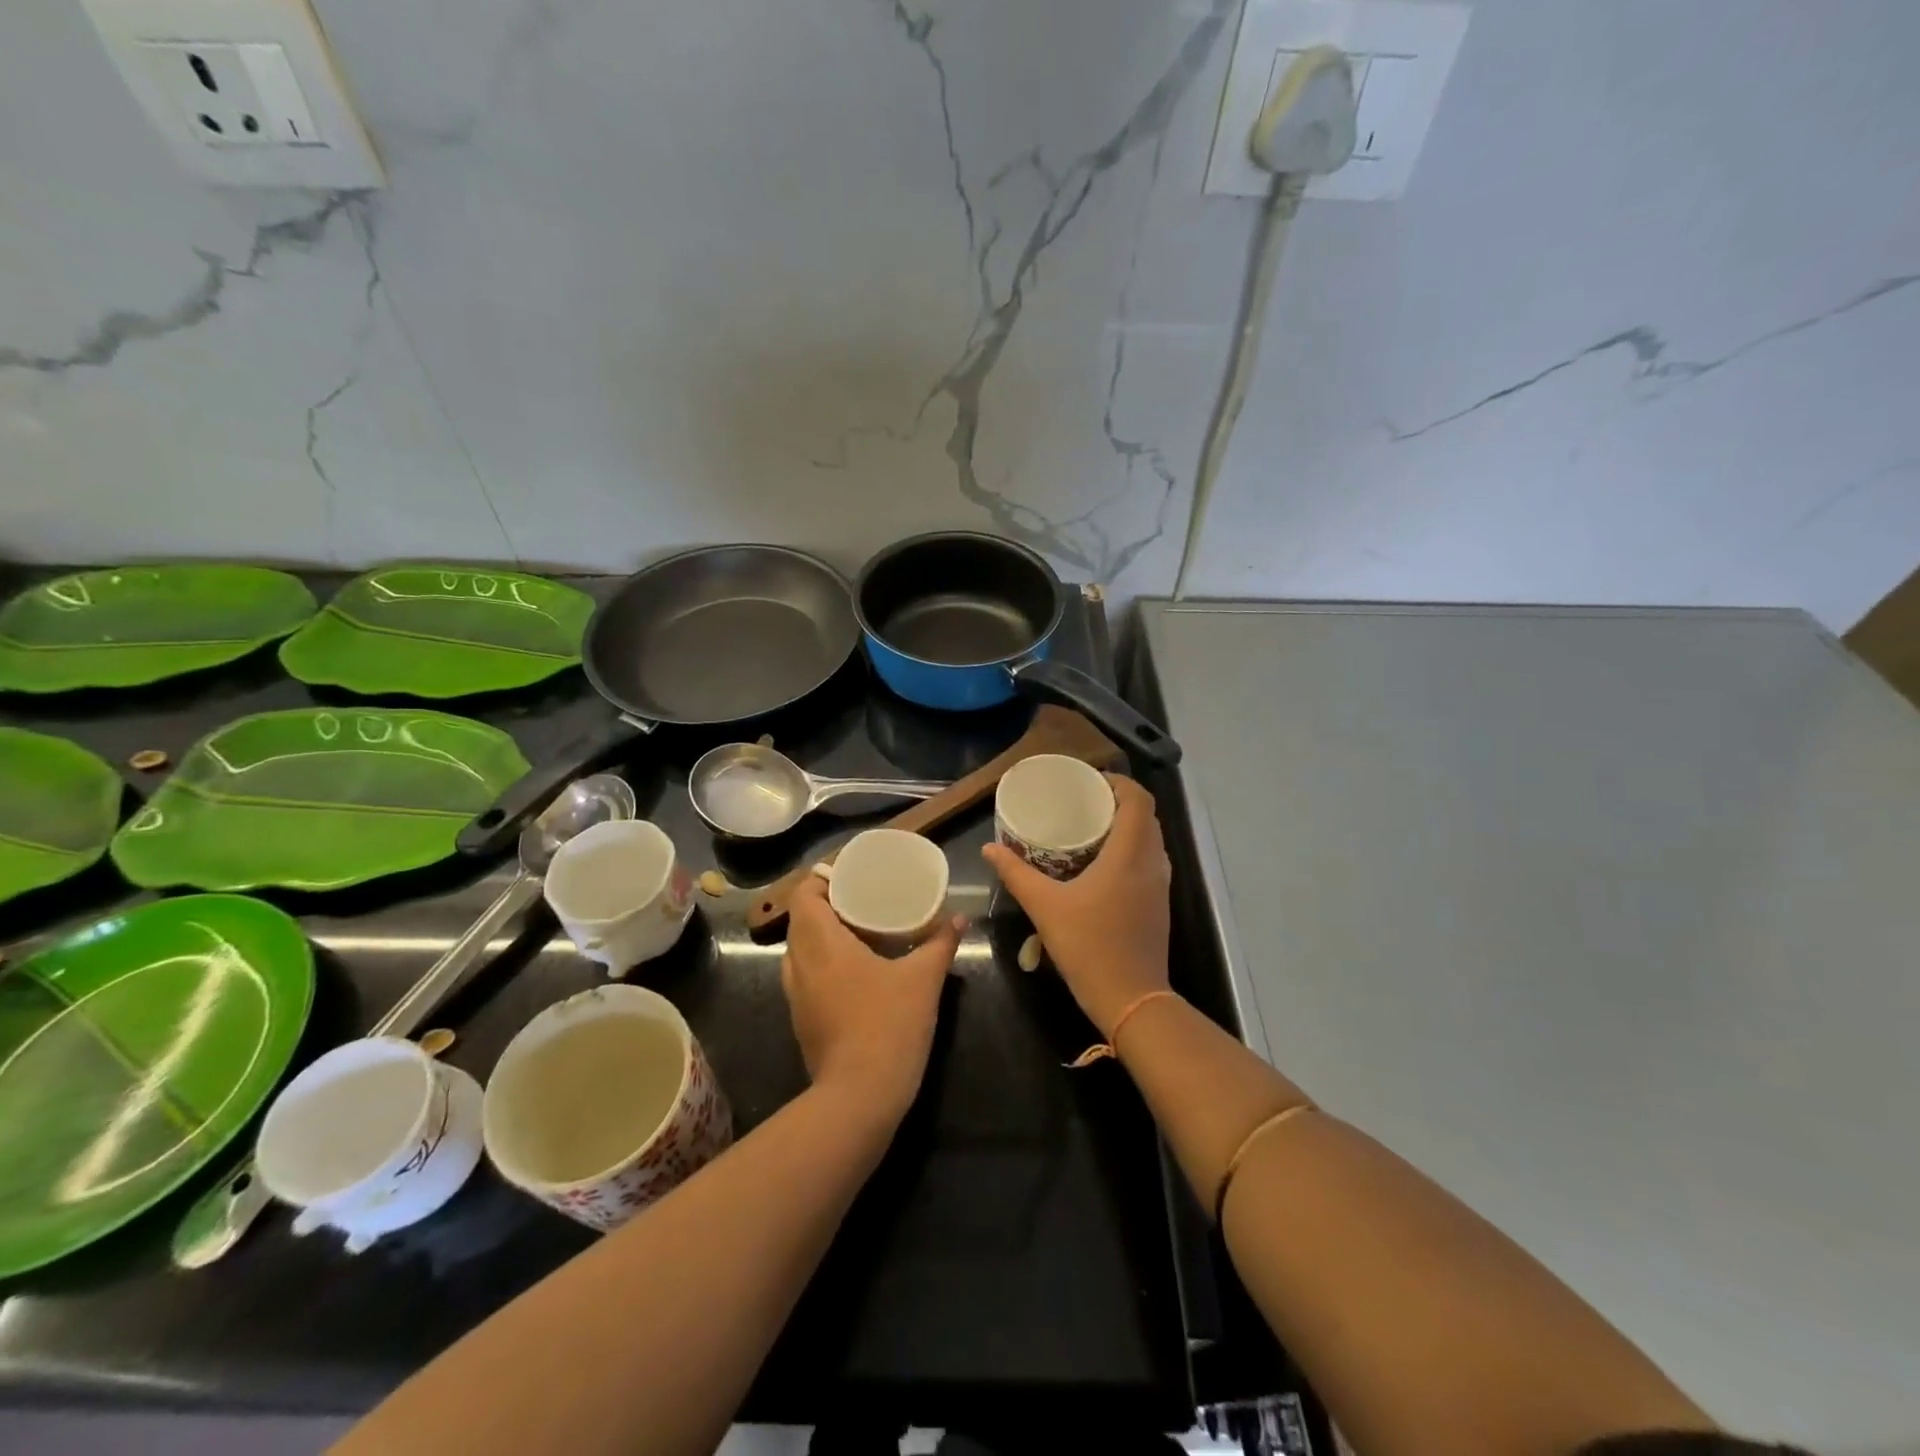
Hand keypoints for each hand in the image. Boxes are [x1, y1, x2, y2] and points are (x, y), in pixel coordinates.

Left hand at [781, 874, 963, 1119]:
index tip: (850, 876)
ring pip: (799, 951)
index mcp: (822, 944)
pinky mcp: (802, 1021)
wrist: (860, 1097)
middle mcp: (800, 965)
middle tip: (862, 899)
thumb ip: (941, 943)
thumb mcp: (924, 979)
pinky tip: (854, 971)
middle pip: (800, 920)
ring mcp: (796, 996)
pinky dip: (821, 963)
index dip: (821, 881)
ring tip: (858, 931)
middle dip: (826, 905)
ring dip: (821, 935)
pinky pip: (804, 977)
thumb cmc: (889, 1025)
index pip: (803, 896)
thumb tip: (960, 919)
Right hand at [982, 773, 1170, 1037]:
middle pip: (1146, 816)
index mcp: (1130, 855)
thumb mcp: (1045, 907)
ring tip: (1091, 827)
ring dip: (1127, 826)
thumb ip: (1016, 874)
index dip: (1119, 783)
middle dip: (1119, 802)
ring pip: (1150, 840)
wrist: (1131, 999)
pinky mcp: (1158, 904)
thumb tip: (990, 848)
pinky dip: (1131, 849)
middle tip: (1084, 802)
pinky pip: (1149, 861)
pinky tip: (1101, 864)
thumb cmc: (1089, 947)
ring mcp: (1160, 885)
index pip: (1139, 800)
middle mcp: (1151, 863)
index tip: (1091, 782)